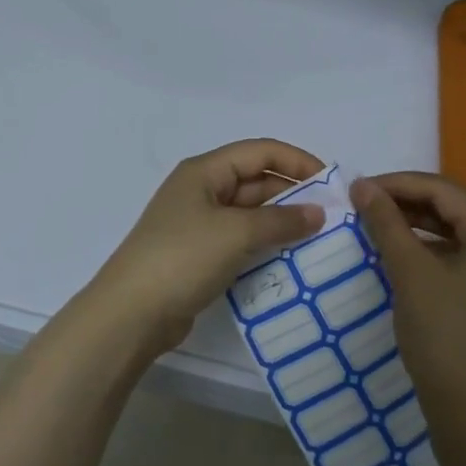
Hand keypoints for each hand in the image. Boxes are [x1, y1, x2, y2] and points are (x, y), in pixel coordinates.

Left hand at [82, 140, 327, 366]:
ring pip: (251, 213)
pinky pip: (241, 240)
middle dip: (294, 194)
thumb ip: (281, 220)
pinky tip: (291, 259)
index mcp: (204, 171)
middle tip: (333, 216)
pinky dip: (266, 245)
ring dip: (282, 222)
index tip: (332, 183)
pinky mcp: (200, 255)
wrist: (132, 313)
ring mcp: (199, 225)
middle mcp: (202, 191)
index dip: (297, 161)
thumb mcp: (236, 233)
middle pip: (256, 181)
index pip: (259, 152)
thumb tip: (319, 213)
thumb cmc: (183, 258)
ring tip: (320, 239)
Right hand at [351, 172, 465, 421]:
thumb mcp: (411, 273)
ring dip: (413, 224)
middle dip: (404, 202)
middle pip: (450, 206)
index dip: (396, 184)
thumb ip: (386, 223)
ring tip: (373, 224)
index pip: (441, 189)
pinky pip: (456, 254)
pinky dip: (425, 248)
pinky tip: (397, 252)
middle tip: (361, 205)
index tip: (356, 188)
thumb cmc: (445, 335)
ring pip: (452, 230)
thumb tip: (361, 185)